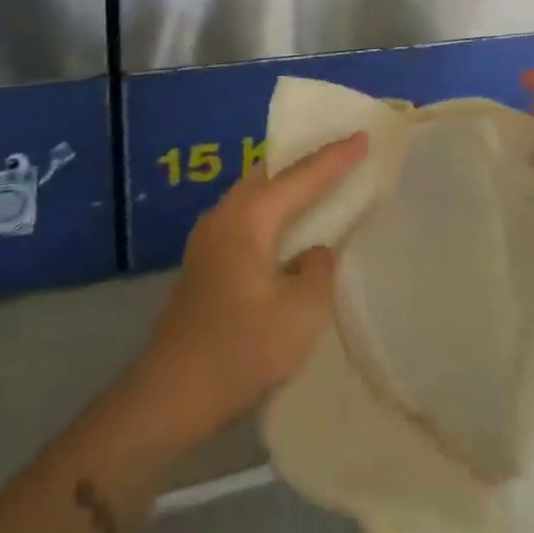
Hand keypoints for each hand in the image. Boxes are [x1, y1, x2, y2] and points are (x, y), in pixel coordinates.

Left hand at [135, 135, 364, 440]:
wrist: (168, 396)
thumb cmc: (239, 350)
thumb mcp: (300, 313)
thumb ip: (320, 270)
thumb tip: (316, 252)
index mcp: (250, 216)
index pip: (302, 176)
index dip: (336, 157)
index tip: (365, 136)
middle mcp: (226, 214)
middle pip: (273, 174)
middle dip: (309, 162)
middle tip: (345, 155)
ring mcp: (209, 238)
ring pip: (258, 195)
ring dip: (291, 187)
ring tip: (325, 186)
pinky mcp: (206, 262)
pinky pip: (249, 217)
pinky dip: (276, 211)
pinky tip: (292, 229)